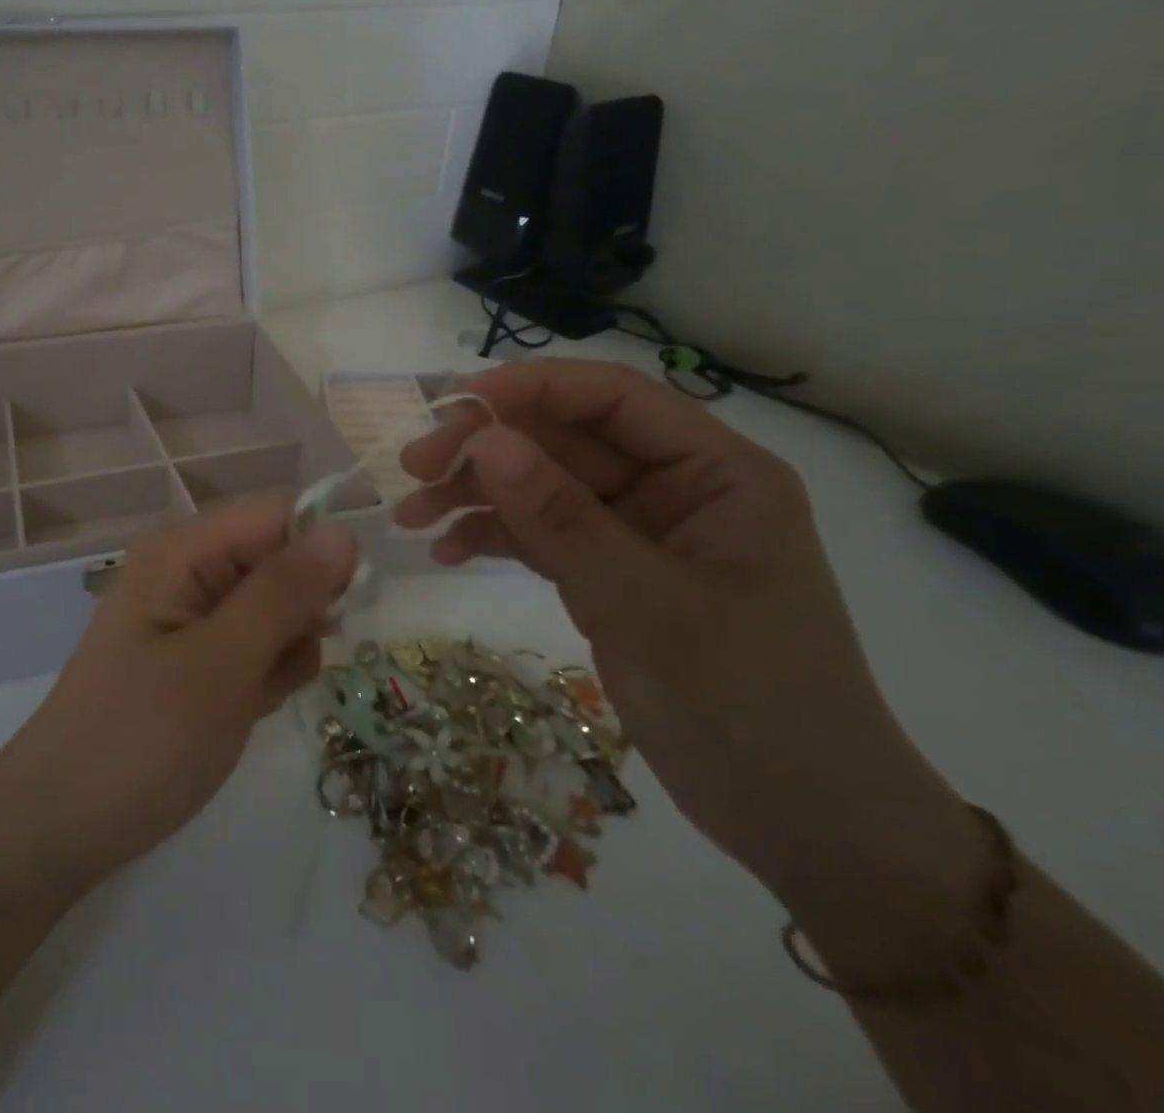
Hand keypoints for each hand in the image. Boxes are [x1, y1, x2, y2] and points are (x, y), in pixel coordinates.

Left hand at [0, 498, 356, 887]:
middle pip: (278, 561)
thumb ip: (283, 594)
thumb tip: (344, 533)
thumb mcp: (221, 664)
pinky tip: (243, 711)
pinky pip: (254, 645)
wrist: (58, 828)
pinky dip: (263, 676)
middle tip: (277, 668)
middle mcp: (186, 569)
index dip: (316, 556)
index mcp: (183, 550)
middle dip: (297, 614)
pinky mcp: (194, 655)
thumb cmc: (140, 741)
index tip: (332, 614)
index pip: (277, 516)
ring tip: (253, 698)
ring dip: (284, 651)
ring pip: (275, 608)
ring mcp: (189, 614)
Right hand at [395, 361, 970, 899]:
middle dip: (486, 448)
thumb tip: (484, 440)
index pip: (613, 399)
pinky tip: (446, 551)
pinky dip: (492, 537)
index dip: (532, 388)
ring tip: (411, 516)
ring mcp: (636, 531)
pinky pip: (539, 534)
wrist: (800, 823)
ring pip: (541, 485)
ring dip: (475, 494)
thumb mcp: (647, 605)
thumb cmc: (749, 706)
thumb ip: (562, 518)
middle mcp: (673, 487)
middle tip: (413, 468)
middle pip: (563, 439)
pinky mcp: (607, 572)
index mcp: (715, 471)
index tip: (453, 403)